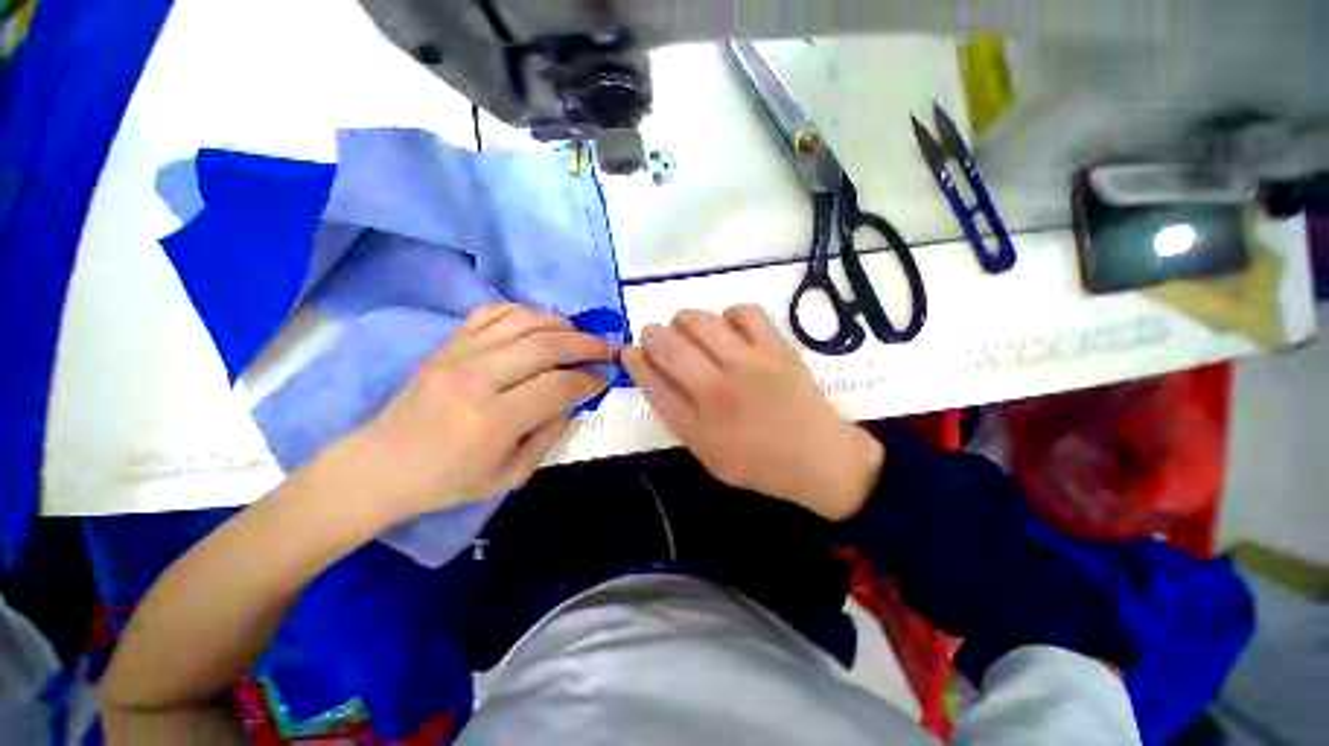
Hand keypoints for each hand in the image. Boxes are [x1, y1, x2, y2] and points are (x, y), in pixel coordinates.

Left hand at [342, 304, 612, 523]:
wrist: (381, 466)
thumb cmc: (449, 480)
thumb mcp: (511, 475)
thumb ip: (549, 434)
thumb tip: (572, 398)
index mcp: (493, 421)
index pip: (558, 385)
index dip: (589, 379)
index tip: (605, 378)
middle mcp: (477, 379)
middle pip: (546, 345)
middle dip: (586, 344)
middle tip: (607, 349)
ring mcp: (458, 355)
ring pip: (524, 321)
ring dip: (562, 325)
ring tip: (579, 336)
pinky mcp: (447, 344)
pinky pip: (493, 313)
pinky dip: (525, 312)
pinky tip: (542, 325)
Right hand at [622, 306, 882, 520]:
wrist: (819, 459)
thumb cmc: (758, 462)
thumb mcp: (707, 453)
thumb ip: (676, 415)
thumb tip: (652, 374)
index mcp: (699, 424)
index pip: (652, 381)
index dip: (634, 360)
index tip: (629, 351)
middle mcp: (719, 390)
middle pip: (668, 345)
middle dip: (652, 335)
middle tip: (657, 340)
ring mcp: (750, 364)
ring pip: (700, 321)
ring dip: (684, 321)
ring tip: (690, 332)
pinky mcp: (777, 348)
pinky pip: (744, 312)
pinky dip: (728, 315)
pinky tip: (728, 330)